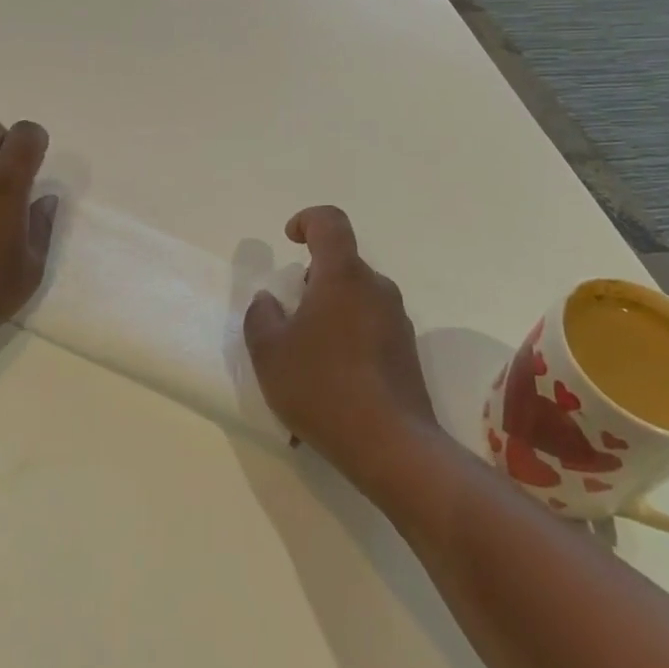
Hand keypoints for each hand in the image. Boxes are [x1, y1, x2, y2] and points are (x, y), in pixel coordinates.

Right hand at [244, 206, 438, 495]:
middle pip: (341, 266)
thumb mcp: (268, 351)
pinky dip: (346, 341)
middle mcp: (376, 289)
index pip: (330, 222)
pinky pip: (369, 330)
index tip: (289, 240)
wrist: (392, 447)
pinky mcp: (407, 353)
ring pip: (355, 299)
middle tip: (288, 319)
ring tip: (305, 360)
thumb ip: (261, 315)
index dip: (307, 221)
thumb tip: (271, 301)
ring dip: (329, 314)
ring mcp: (397, 322)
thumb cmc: (322, 387)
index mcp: (343, 276)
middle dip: (311, 282)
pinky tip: (330, 385)